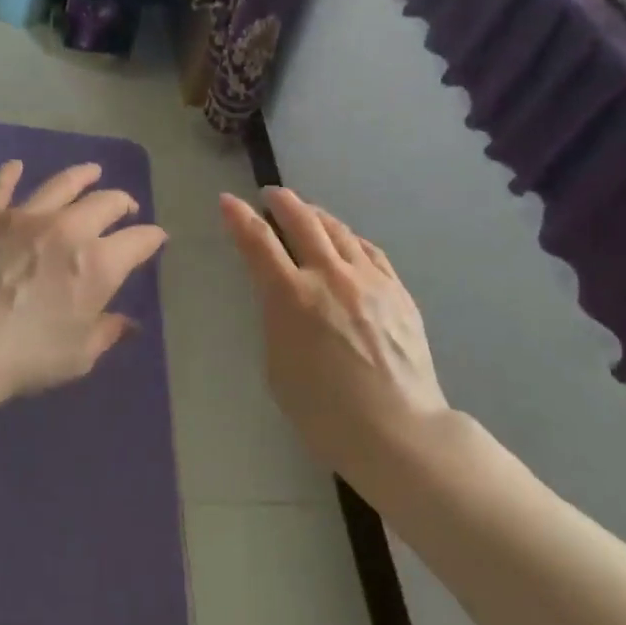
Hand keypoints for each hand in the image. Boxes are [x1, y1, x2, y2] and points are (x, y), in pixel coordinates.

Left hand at [0, 160, 167, 400]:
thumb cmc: (27, 355)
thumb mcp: (79, 355)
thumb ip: (106, 332)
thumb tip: (128, 324)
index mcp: (100, 264)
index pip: (139, 240)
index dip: (153, 238)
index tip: (157, 239)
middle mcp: (70, 229)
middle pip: (106, 203)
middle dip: (122, 203)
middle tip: (126, 208)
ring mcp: (27, 217)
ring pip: (61, 184)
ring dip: (81, 176)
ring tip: (92, 171)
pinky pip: (1, 188)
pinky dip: (9, 175)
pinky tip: (15, 166)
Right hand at [221, 187, 449, 478]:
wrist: (397, 430)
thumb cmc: (324, 413)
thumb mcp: (278, 367)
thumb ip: (277, 321)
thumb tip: (284, 298)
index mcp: (291, 297)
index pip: (258, 242)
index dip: (239, 217)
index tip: (227, 200)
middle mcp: (329, 276)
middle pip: (303, 222)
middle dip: (282, 201)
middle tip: (271, 194)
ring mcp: (368, 280)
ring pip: (339, 230)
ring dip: (317, 215)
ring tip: (307, 211)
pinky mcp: (397, 290)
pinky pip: (370, 250)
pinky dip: (350, 238)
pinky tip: (347, 240)